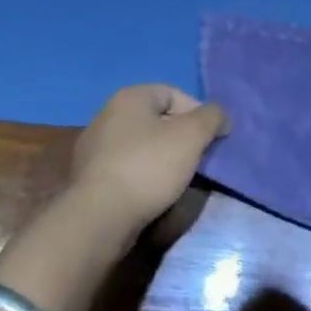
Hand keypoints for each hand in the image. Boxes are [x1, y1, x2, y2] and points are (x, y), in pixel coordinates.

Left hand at [69, 84, 228, 238]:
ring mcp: (94, 147)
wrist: (99, 217)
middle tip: (197, 159)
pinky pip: (127, 167)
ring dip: (163, 158)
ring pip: (142, 145)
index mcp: (129, 97)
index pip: (173, 93)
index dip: (197, 112)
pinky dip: (144, 176)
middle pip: (157, 119)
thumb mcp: (191, 136)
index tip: (211, 138)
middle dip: (181, 137)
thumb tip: (220, 116)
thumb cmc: (148, 167)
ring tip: (178, 180)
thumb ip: (212, 117)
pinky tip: (153, 194)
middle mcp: (107, 115)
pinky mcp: (90, 177)